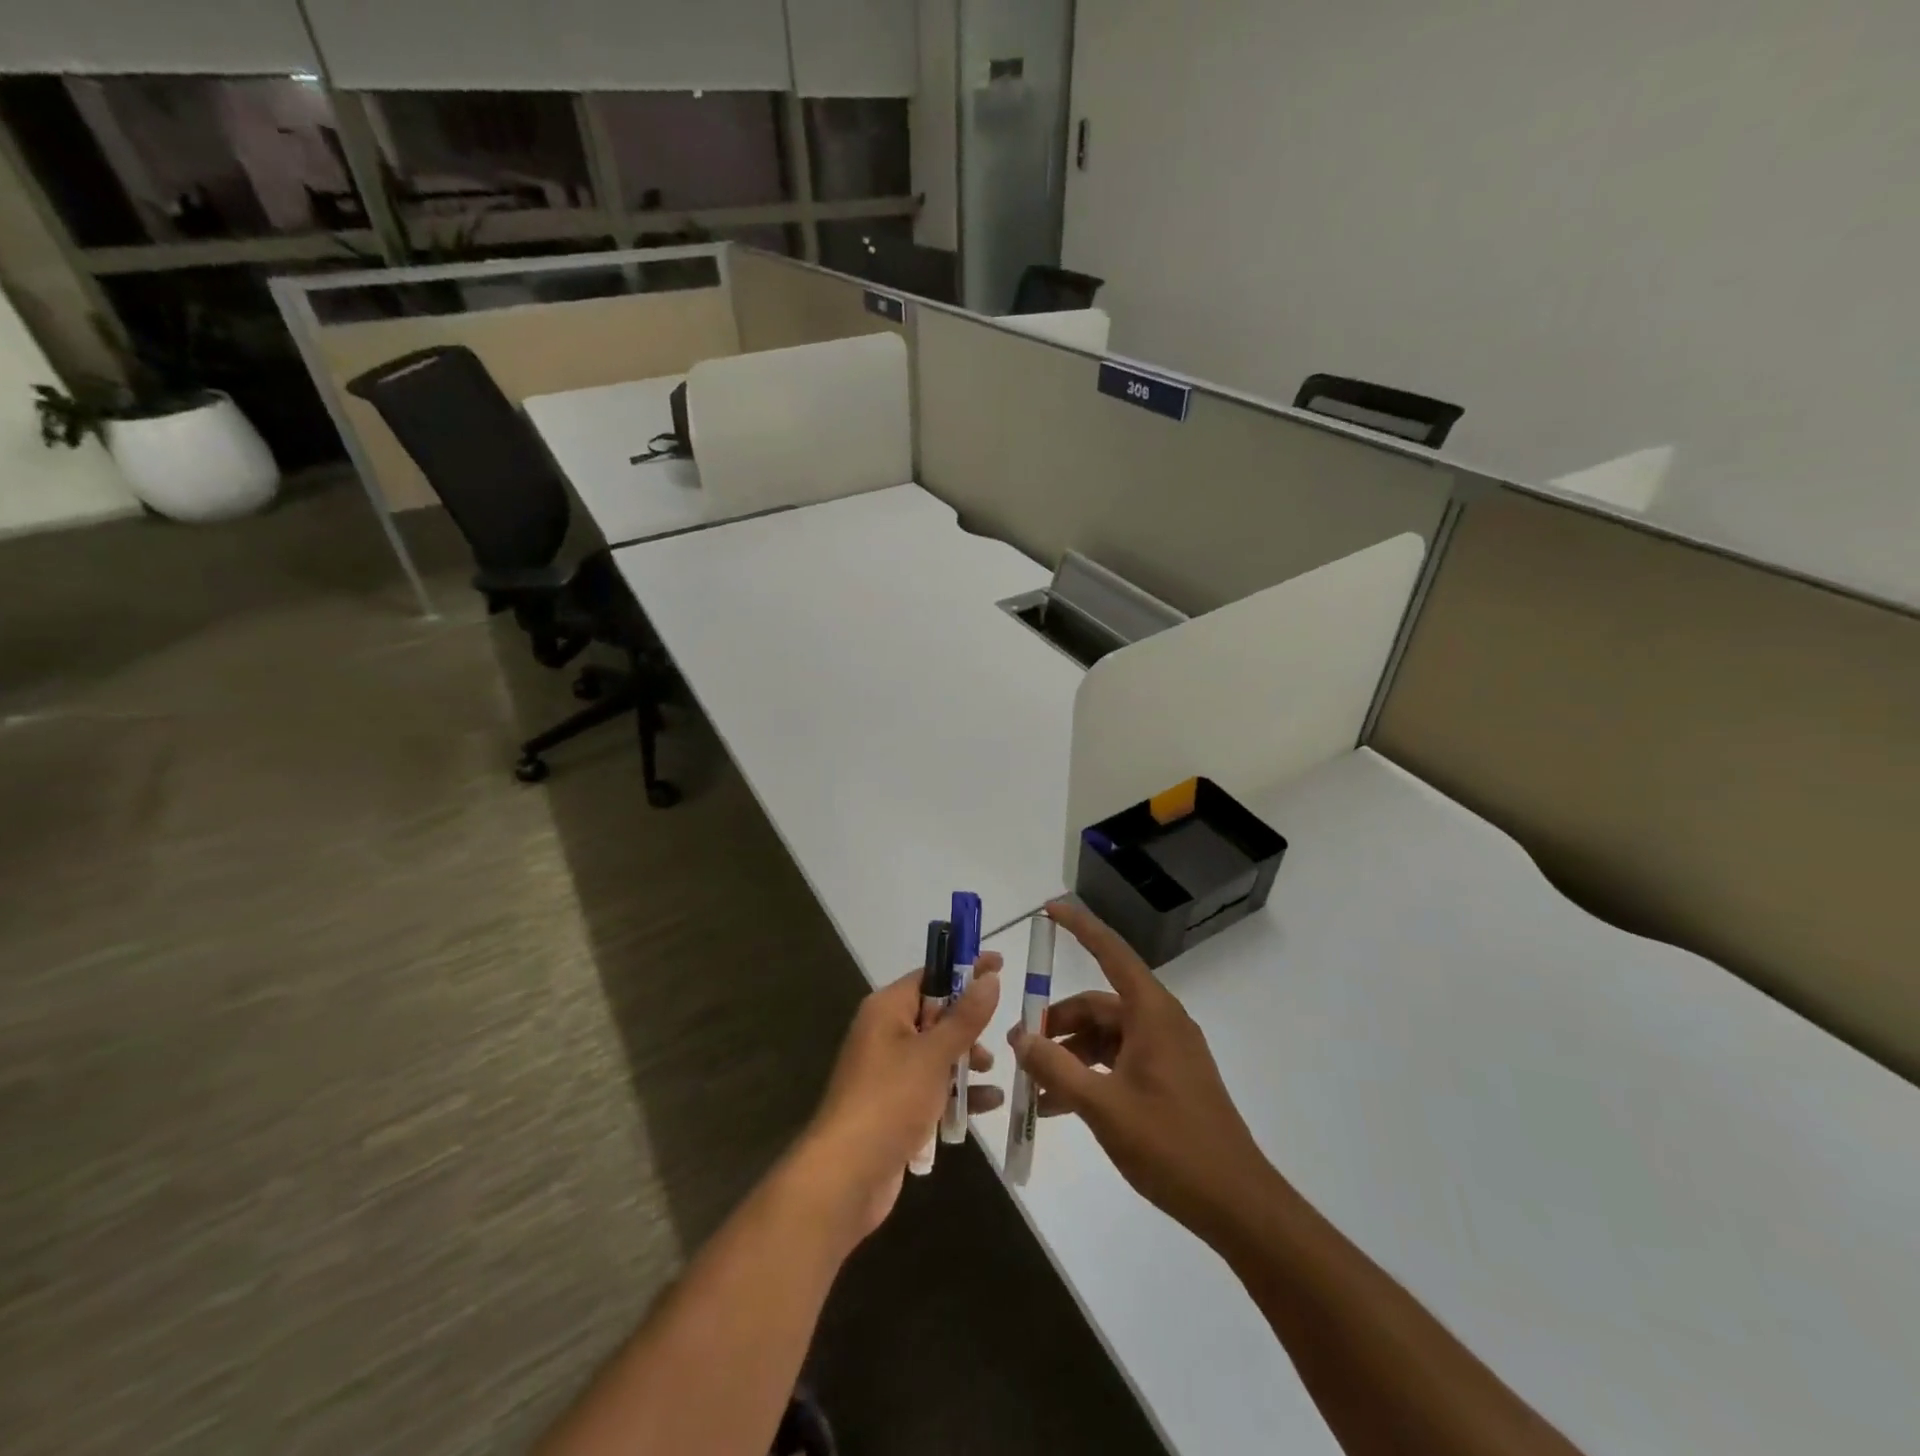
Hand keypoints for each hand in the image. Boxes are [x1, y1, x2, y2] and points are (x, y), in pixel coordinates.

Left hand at [792, 953, 1003, 1246]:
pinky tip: (988, 1103)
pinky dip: (958, 1093)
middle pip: (935, 1015)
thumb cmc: (890, 1099)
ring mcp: (889, 1072)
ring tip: (991, 1071)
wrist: (846, 1175)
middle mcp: (885, 1033)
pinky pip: (933, 1088)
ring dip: (966, 1061)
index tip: (999, 964)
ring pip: (937, 1054)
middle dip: (968, 1024)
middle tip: (1001, 1031)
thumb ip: (966, 1016)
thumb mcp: (934, 1053)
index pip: (930, 975)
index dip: (964, 969)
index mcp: (887, 1009)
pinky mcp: (896, 1106)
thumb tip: (989, 976)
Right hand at [1010, 902, 1270, 1243]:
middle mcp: (1160, 1022)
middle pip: (1099, 1004)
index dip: (1080, 927)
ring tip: (1034, 1086)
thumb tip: (1019, 1037)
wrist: (1236, 1203)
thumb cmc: (1171, 1145)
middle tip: (1020, 1046)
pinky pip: (1118, 1061)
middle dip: (1057, 1022)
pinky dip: (1089, 1074)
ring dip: (1069, 1055)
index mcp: (1152, 1013)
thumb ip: (1056, 1069)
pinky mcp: (1167, 1079)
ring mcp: (1166, 1052)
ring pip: (1105, 1037)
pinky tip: (1059, 1106)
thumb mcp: (1103, 1106)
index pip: (1111, 952)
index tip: (1048, 909)